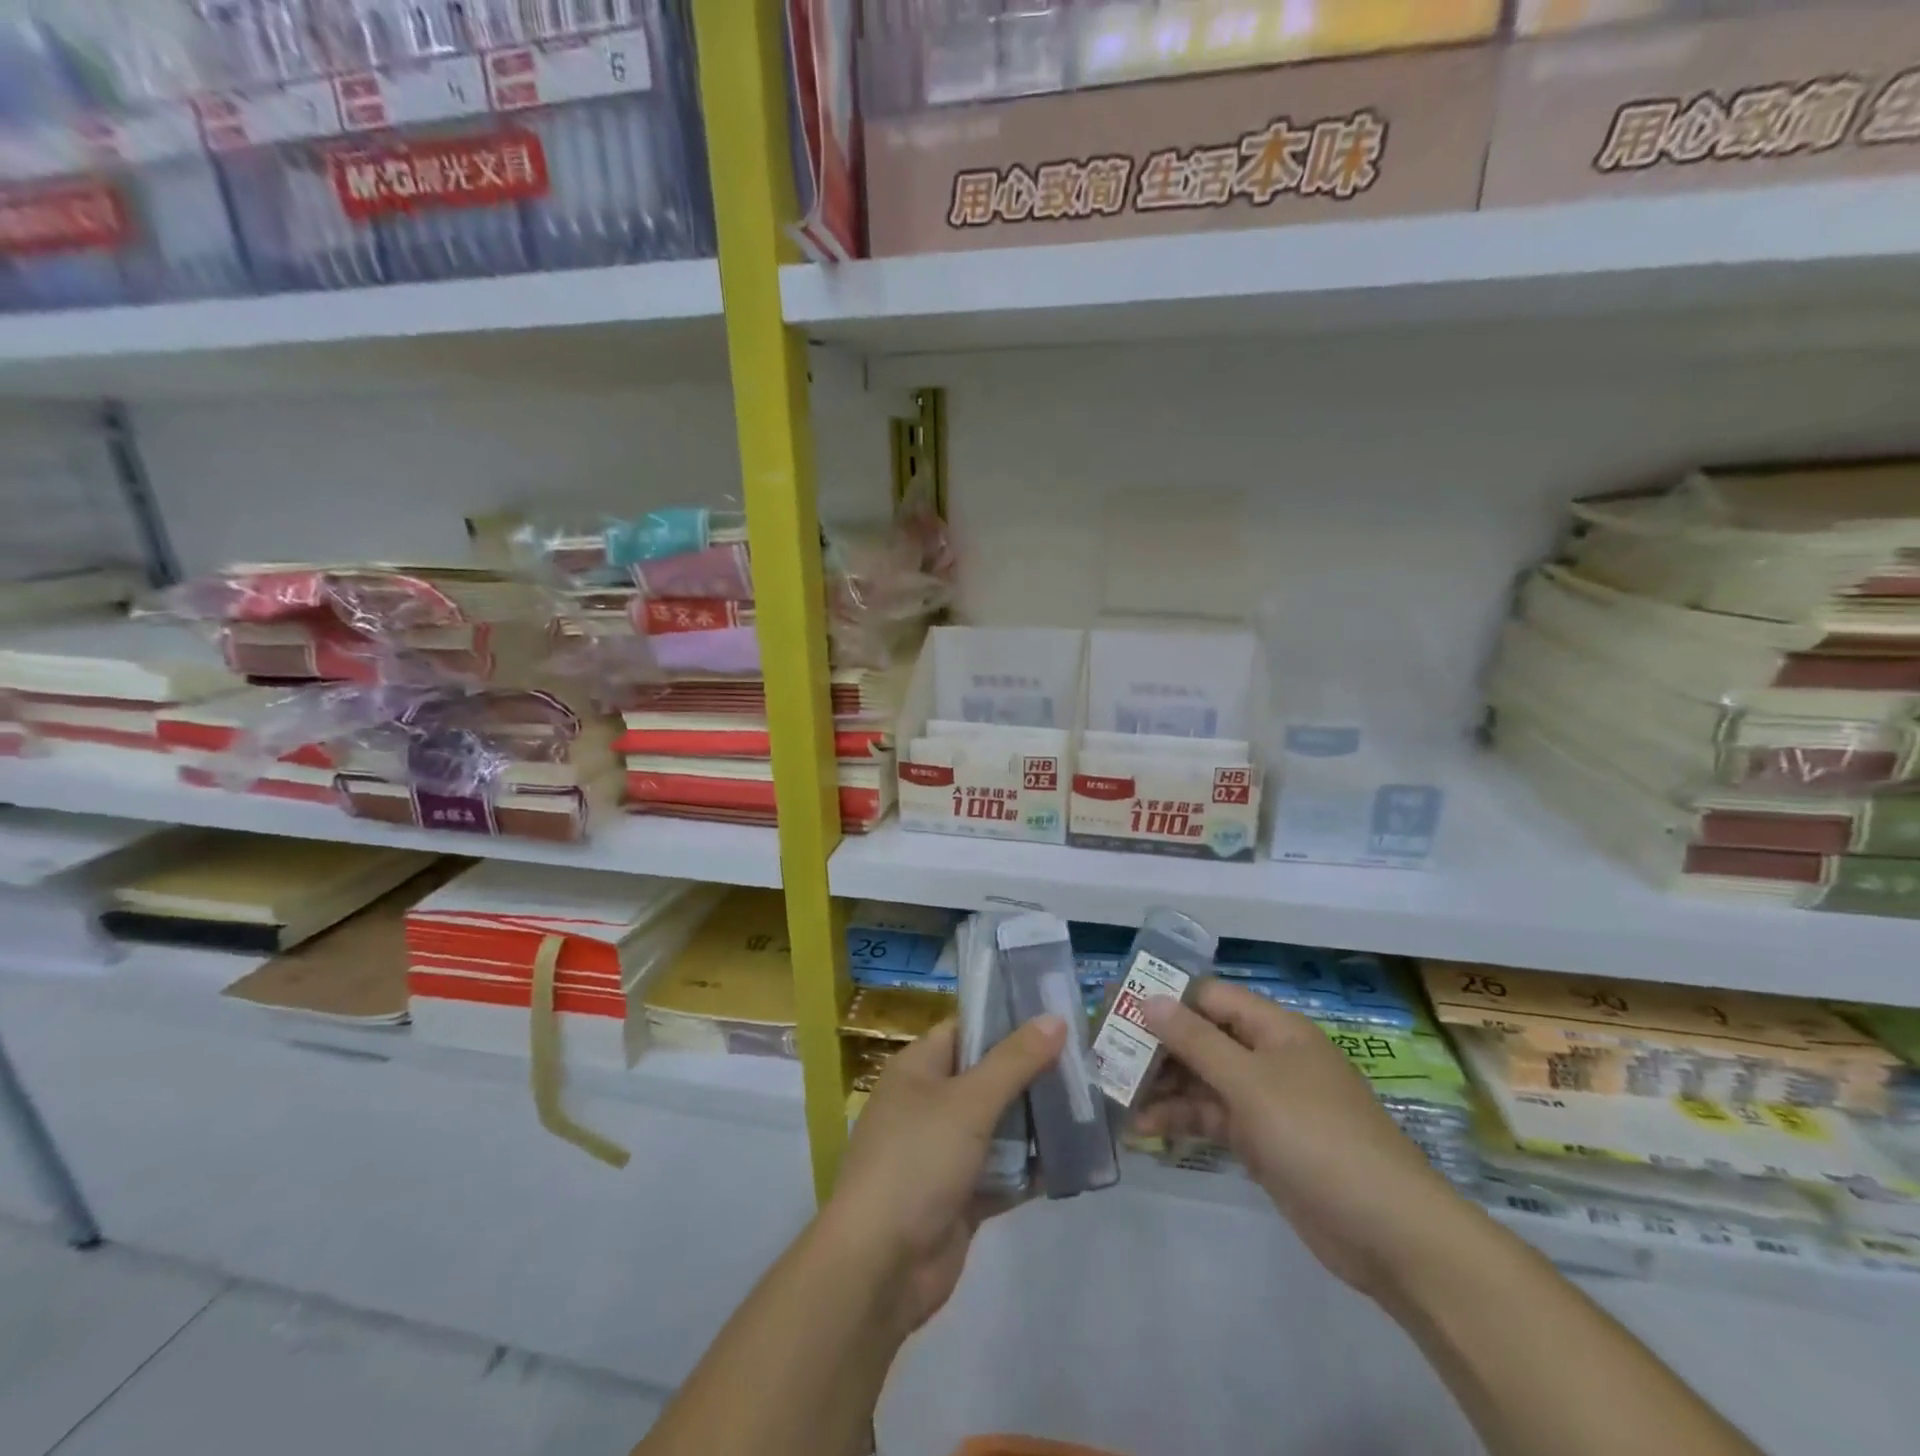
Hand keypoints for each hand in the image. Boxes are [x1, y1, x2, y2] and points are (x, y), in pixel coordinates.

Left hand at [821, 1014, 1066, 1334]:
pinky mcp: (960, 1197)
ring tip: (1091, 1106)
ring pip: (999, 1126)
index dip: (1008, 1021)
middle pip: (988, 1077)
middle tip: (1085, 1064)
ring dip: (1037, 1122)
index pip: (967, 1030)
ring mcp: (944, 1153)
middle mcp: (930, 1104)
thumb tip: (1055, 1018)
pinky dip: (1032, 1169)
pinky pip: (1003, 1172)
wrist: (879, 1267)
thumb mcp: (968, 1103)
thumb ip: (1015, 1061)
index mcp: (919, 1069)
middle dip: (1033, 1074)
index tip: (1057, 1018)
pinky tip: (1074, 1161)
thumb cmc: (917, 1162)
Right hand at [1134, 979, 1460, 1297]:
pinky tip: (1144, 1130)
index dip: (1162, 996)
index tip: (1115, 1003)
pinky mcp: (1261, 1141)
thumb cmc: (1317, 1136)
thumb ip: (1195, 1040)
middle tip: (1105, 1052)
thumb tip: (1149, 999)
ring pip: (1201, 1080)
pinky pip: (1211, 1117)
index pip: (1208, 997)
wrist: (1388, 1232)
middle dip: (1155, 1045)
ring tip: (1115, 1095)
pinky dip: (1180, 1120)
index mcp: (1274, 1029)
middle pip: (1201, 1038)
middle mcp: (1267, 1057)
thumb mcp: (1250, 1082)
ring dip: (1161, 1086)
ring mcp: (1264, 1101)